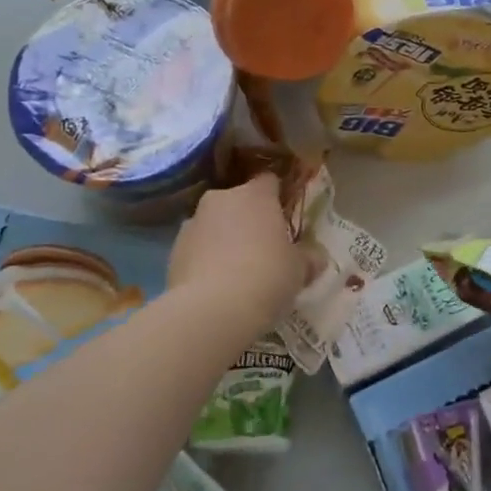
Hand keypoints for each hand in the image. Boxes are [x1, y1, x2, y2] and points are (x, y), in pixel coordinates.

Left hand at [170, 174, 310, 326]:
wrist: (211, 310)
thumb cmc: (266, 277)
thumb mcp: (299, 270)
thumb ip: (308, 258)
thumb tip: (316, 256)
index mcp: (255, 195)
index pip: (269, 181)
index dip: (278, 196)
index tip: (285, 218)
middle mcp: (221, 199)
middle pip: (239, 201)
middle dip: (249, 219)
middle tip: (264, 249)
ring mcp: (193, 223)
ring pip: (214, 224)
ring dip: (225, 239)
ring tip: (237, 272)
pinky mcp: (173, 250)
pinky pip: (197, 248)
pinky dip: (205, 259)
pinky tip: (216, 286)